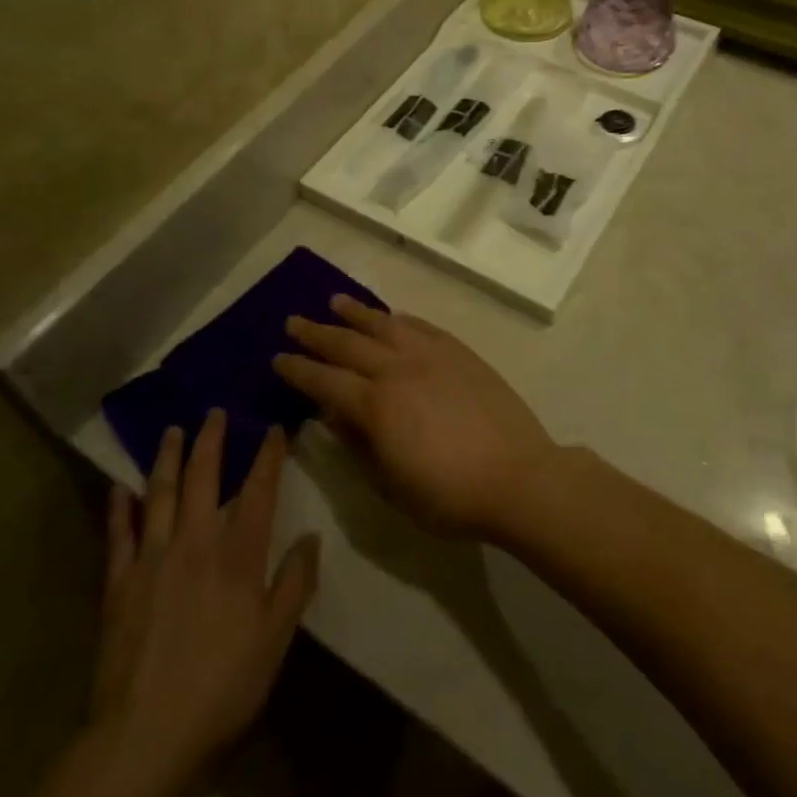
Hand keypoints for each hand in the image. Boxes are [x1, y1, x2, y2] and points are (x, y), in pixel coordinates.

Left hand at [92, 413, 318, 777]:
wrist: (144, 734)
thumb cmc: (221, 686)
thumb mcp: (275, 640)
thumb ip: (295, 583)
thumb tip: (310, 536)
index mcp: (237, 555)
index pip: (257, 490)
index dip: (267, 456)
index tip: (273, 428)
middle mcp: (194, 542)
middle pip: (203, 478)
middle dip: (211, 441)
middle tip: (214, 411)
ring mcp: (152, 558)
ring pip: (160, 493)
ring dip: (167, 458)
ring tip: (172, 430)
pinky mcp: (118, 583)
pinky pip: (118, 534)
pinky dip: (119, 507)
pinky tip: (119, 487)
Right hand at [273, 296, 555, 538]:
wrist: (517, 477)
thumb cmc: (449, 495)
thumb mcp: (391, 485)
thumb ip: (358, 445)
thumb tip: (333, 415)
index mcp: (375, 405)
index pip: (325, 380)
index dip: (298, 370)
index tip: (278, 358)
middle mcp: (398, 370)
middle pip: (348, 344)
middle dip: (317, 333)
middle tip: (294, 322)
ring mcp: (431, 355)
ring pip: (384, 325)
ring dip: (355, 313)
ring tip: (334, 301)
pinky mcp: (459, 352)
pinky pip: (421, 326)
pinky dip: (399, 319)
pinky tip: (391, 316)